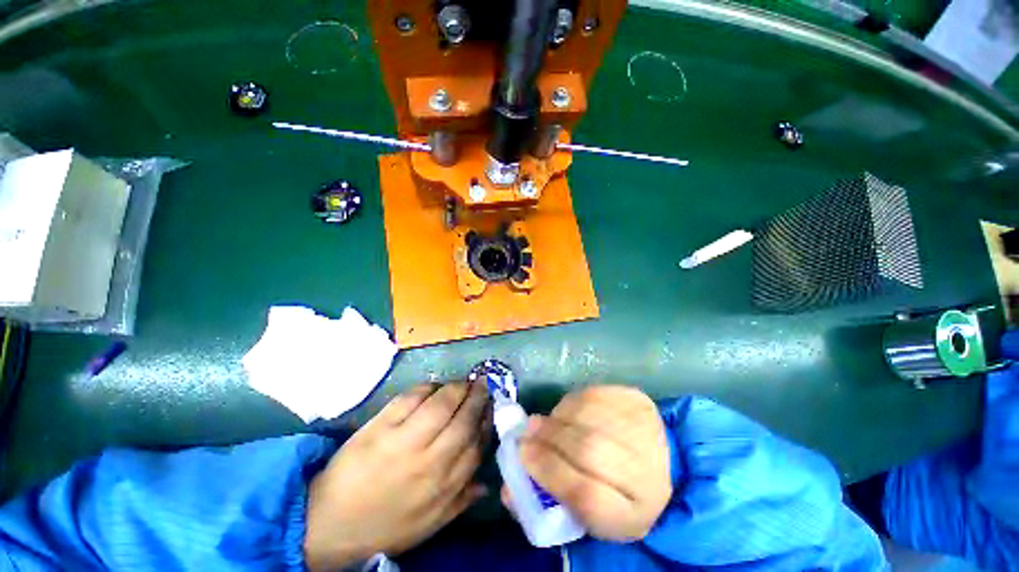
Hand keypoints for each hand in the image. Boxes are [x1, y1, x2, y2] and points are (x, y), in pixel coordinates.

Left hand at [304, 381, 490, 569]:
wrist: (330, 525)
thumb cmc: (385, 525)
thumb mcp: (429, 523)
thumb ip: (461, 500)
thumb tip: (486, 483)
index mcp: (443, 486)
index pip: (477, 444)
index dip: (486, 420)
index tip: (490, 406)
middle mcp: (430, 461)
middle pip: (463, 418)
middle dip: (477, 396)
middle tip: (481, 384)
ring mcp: (403, 441)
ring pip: (441, 403)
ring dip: (456, 387)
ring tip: (461, 383)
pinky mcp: (380, 427)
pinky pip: (411, 397)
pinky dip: (427, 387)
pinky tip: (432, 387)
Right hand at [513, 385, 670, 541]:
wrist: (654, 462)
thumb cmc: (610, 492)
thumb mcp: (581, 514)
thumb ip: (542, 501)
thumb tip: (508, 488)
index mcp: (633, 515)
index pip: (587, 495)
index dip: (548, 471)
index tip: (522, 454)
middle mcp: (649, 473)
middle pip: (590, 449)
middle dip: (550, 437)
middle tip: (528, 431)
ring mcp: (646, 430)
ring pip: (590, 416)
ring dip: (560, 417)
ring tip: (546, 422)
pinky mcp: (639, 401)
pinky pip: (595, 395)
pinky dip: (573, 401)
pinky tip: (568, 412)